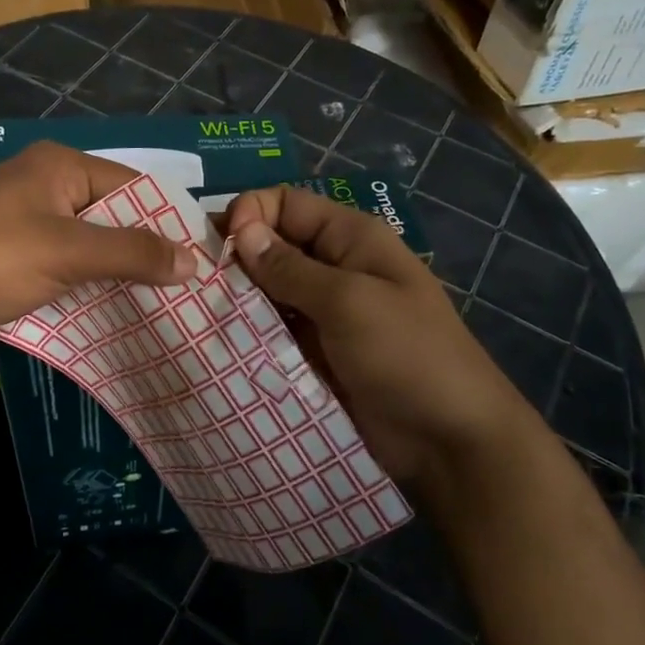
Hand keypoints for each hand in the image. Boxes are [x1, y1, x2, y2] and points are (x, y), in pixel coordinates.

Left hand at [0, 142, 196, 366]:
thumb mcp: (69, 252)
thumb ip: (133, 252)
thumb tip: (192, 262)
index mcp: (58, 165)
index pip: (131, 183)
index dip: (167, 217)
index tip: (200, 255)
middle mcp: (46, 184)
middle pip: (113, 212)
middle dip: (146, 247)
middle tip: (188, 282)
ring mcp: (29, 221)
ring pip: (93, 242)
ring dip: (121, 268)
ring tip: (166, 298)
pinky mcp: (19, 255)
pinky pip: (71, 262)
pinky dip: (95, 281)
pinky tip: (122, 305)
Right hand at [224, 186, 543, 489]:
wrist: (449, 441)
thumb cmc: (407, 356)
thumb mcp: (349, 302)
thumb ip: (291, 268)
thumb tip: (241, 230)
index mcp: (350, 238)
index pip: (287, 204)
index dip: (251, 214)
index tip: (222, 247)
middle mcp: (334, 267)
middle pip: (273, 245)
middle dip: (236, 258)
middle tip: (195, 282)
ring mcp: (323, 312)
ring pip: (267, 291)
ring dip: (237, 299)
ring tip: (198, 314)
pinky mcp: (314, 351)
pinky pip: (273, 330)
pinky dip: (248, 332)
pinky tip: (219, 341)